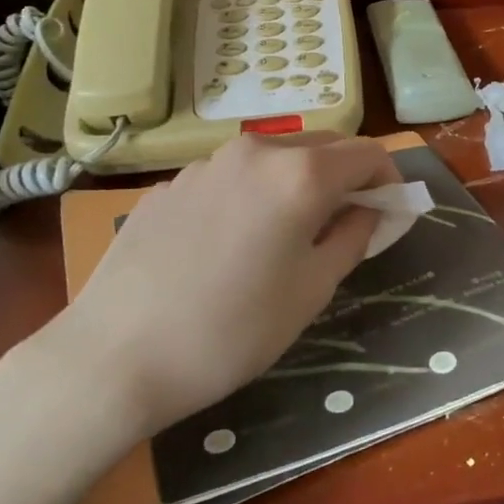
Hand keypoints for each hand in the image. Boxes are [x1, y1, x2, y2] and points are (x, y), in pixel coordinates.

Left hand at [28, 134, 398, 441]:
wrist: (114, 357)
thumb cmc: (232, 329)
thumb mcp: (312, 290)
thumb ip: (353, 236)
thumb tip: (369, 210)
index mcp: (301, 173)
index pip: (367, 154)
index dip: (388, 181)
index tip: (389, 215)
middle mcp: (257, 151)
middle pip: (324, 145)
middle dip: (347, 176)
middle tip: (346, 224)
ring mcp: (208, 163)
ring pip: (276, 157)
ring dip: (301, 181)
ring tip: (290, 234)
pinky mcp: (172, 183)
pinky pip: (234, 175)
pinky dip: (256, 192)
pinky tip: (234, 242)